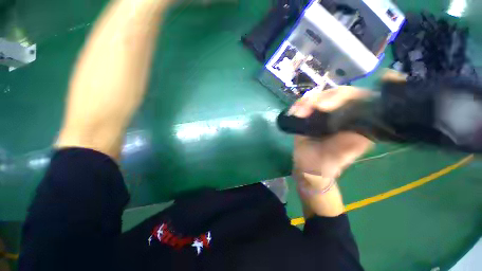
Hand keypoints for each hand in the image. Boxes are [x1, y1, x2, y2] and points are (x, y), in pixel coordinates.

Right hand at [289, 86, 373, 216]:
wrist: (306, 170)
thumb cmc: (321, 168)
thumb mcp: (334, 160)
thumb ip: (349, 145)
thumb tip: (362, 127)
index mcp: (359, 127)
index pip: (365, 102)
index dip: (356, 95)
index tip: (342, 97)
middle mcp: (346, 118)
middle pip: (342, 95)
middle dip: (326, 99)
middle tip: (310, 108)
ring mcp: (328, 116)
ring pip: (323, 98)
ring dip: (309, 102)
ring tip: (299, 111)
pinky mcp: (312, 118)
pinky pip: (309, 105)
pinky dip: (301, 105)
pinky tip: (295, 111)